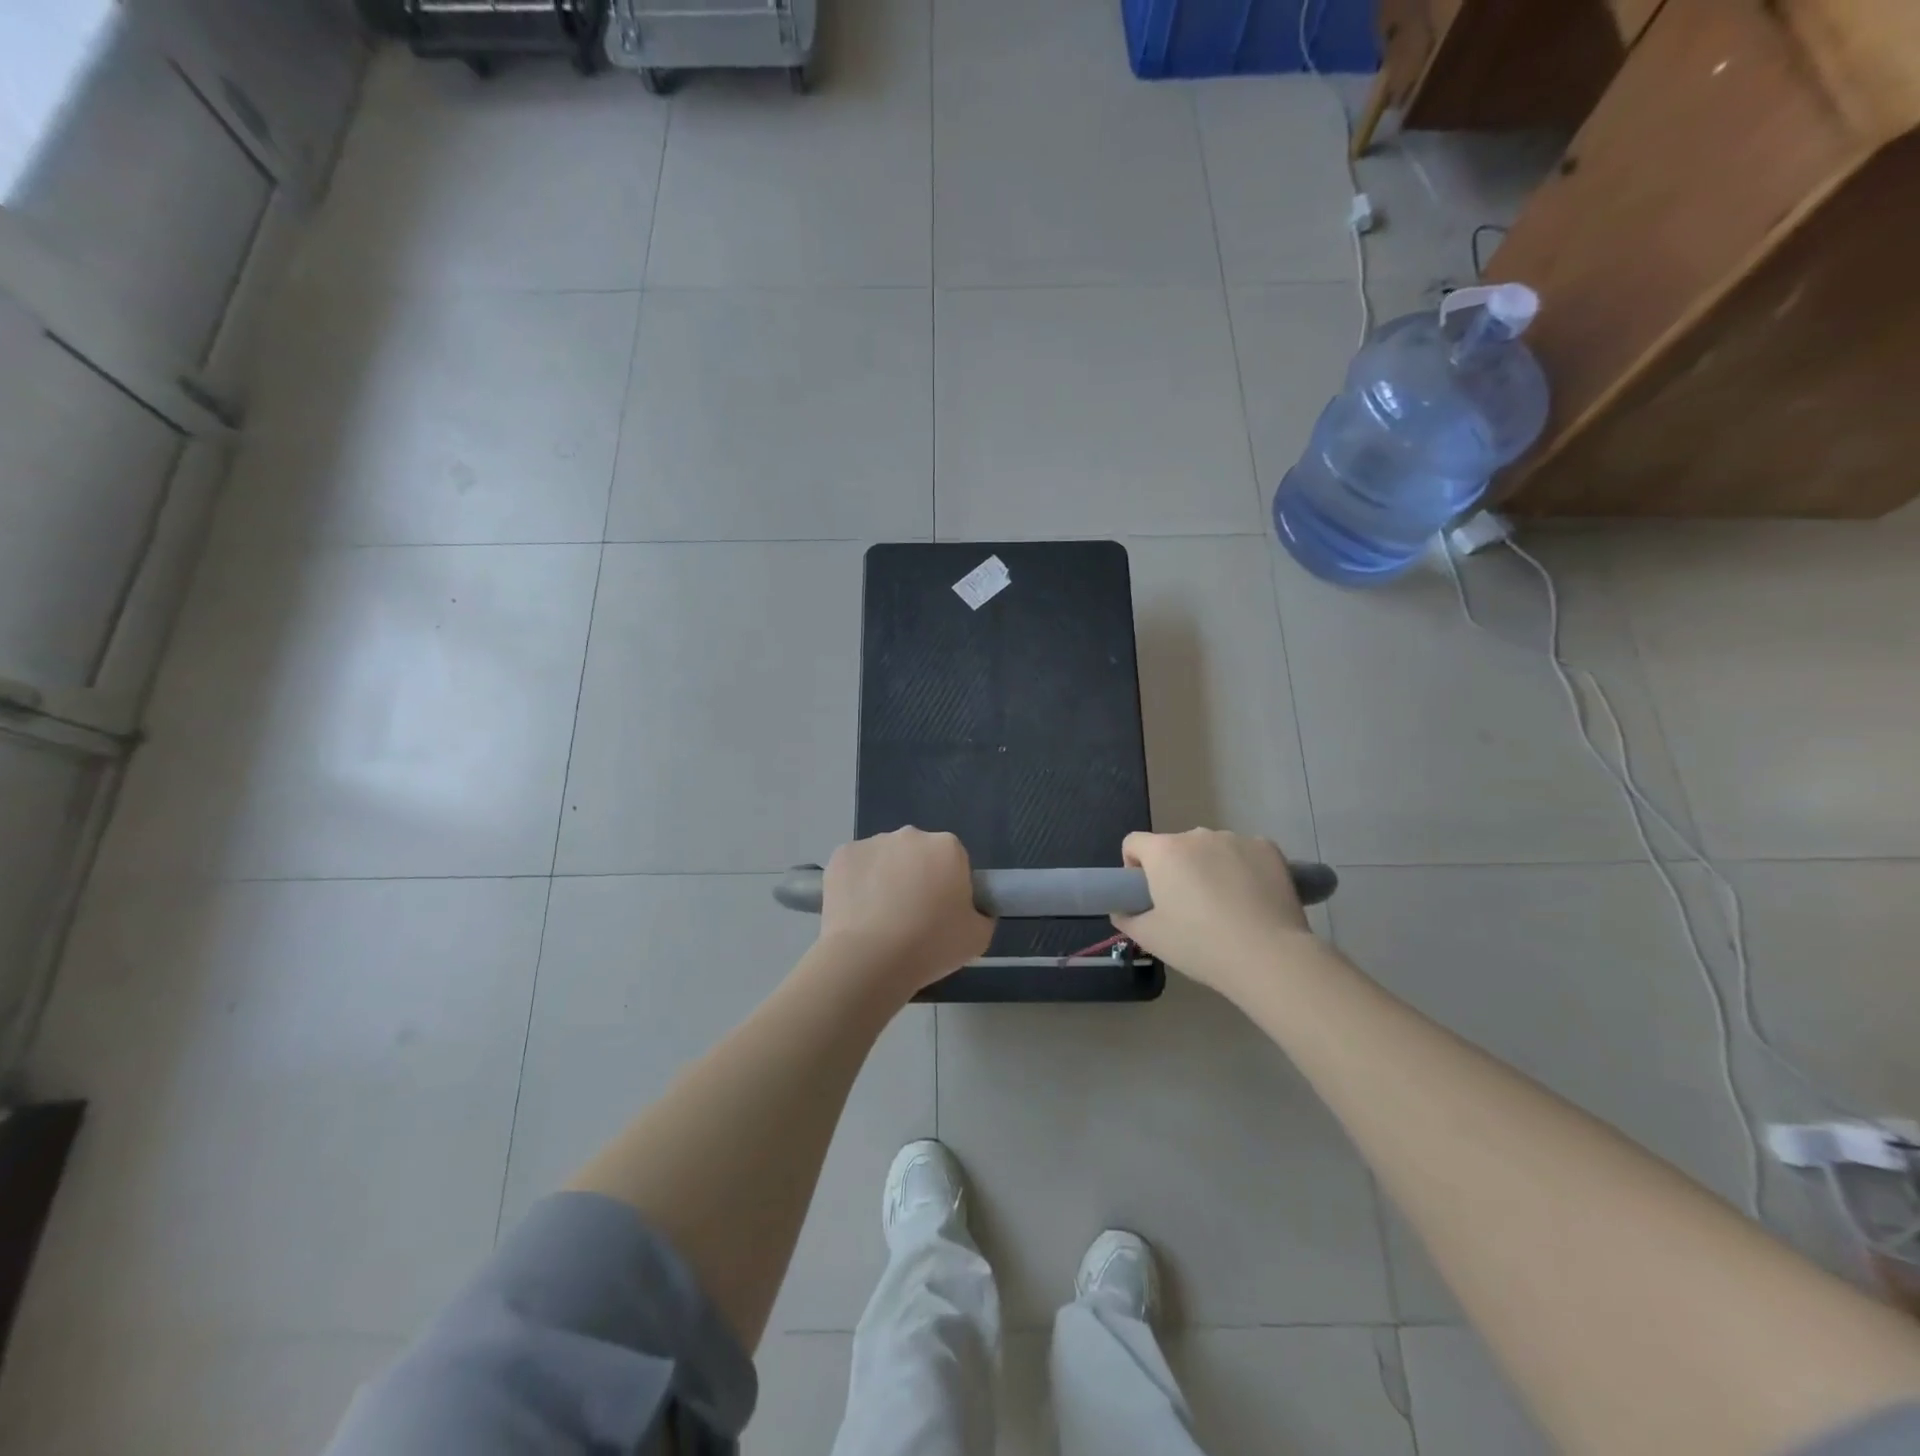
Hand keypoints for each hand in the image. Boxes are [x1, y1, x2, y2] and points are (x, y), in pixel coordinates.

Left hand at [818, 829, 994, 995]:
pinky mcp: (841, 855)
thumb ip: (981, 915)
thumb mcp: (978, 938)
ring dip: (885, 879)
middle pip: (917, 855)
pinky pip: (855, 868)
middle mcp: (910, 835)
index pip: (953, 861)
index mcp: (947, 847)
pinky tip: (856, 913)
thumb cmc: (930, 945)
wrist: (869, 960)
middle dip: (916, 877)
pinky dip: (856, 884)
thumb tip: (972, 911)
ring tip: (879, 920)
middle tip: (912, 917)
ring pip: (884, 859)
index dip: (948, 887)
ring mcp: (872, 842)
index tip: (941, 914)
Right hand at [1112, 830, 1314, 999]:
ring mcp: (1235, 839)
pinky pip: (1245, 853)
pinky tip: (1253, 899)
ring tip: (1226, 907)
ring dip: (1209, 867)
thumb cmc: (1201, 945)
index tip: (1147, 894)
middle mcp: (1197, 835)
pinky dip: (1243, 868)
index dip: (1134, 867)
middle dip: (1176, 870)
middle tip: (1188, 908)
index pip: (1134, 843)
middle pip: (1175, 847)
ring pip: (1211, 850)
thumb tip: (1123, 909)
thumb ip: (1126, 918)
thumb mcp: (1150, 939)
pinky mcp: (1268, 848)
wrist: (1269, 956)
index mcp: (1164, 852)